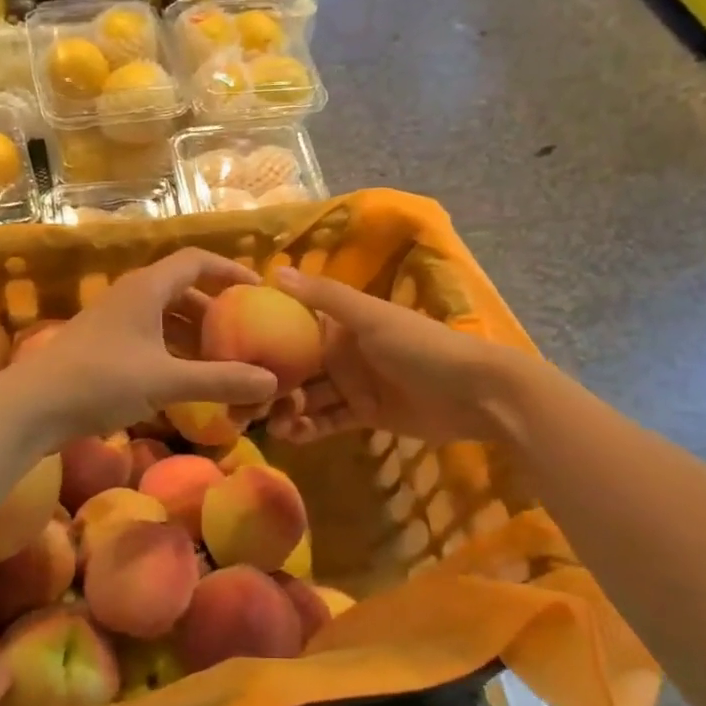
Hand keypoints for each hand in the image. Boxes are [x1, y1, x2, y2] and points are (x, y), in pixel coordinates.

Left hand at [1, 249, 277, 446]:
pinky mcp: (104, 347)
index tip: (259, 290)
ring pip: (166, 316)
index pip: (197, 260)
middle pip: (183, 288)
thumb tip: (272, 383)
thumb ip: (220, 380)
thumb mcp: (166, 381)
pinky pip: (151, 338)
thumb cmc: (100, 381)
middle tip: (247, 331)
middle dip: (217, 309)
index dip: (230, 270)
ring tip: (224, 358)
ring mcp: (115, 322)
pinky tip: (188, 378)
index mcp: (147, 288)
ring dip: (195, 333)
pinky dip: (175, 351)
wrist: (31, 407)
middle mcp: (131, 296)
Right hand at [266, 268, 527, 447]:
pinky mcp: (365, 415)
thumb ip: (324, 297)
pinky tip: (291, 435)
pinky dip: (309, 428)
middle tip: (240, 402)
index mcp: (341, 322)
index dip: (263, 337)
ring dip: (286, 408)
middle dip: (270, 381)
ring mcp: (353, 385)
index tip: (230, 351)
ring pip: (308, 397)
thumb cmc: (421, 345)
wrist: (475, 392)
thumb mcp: (370, 316)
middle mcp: (342, 351)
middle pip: (296, 366)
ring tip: (266, 422)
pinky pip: (328, 421)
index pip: (293, 326)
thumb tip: (274, 270)